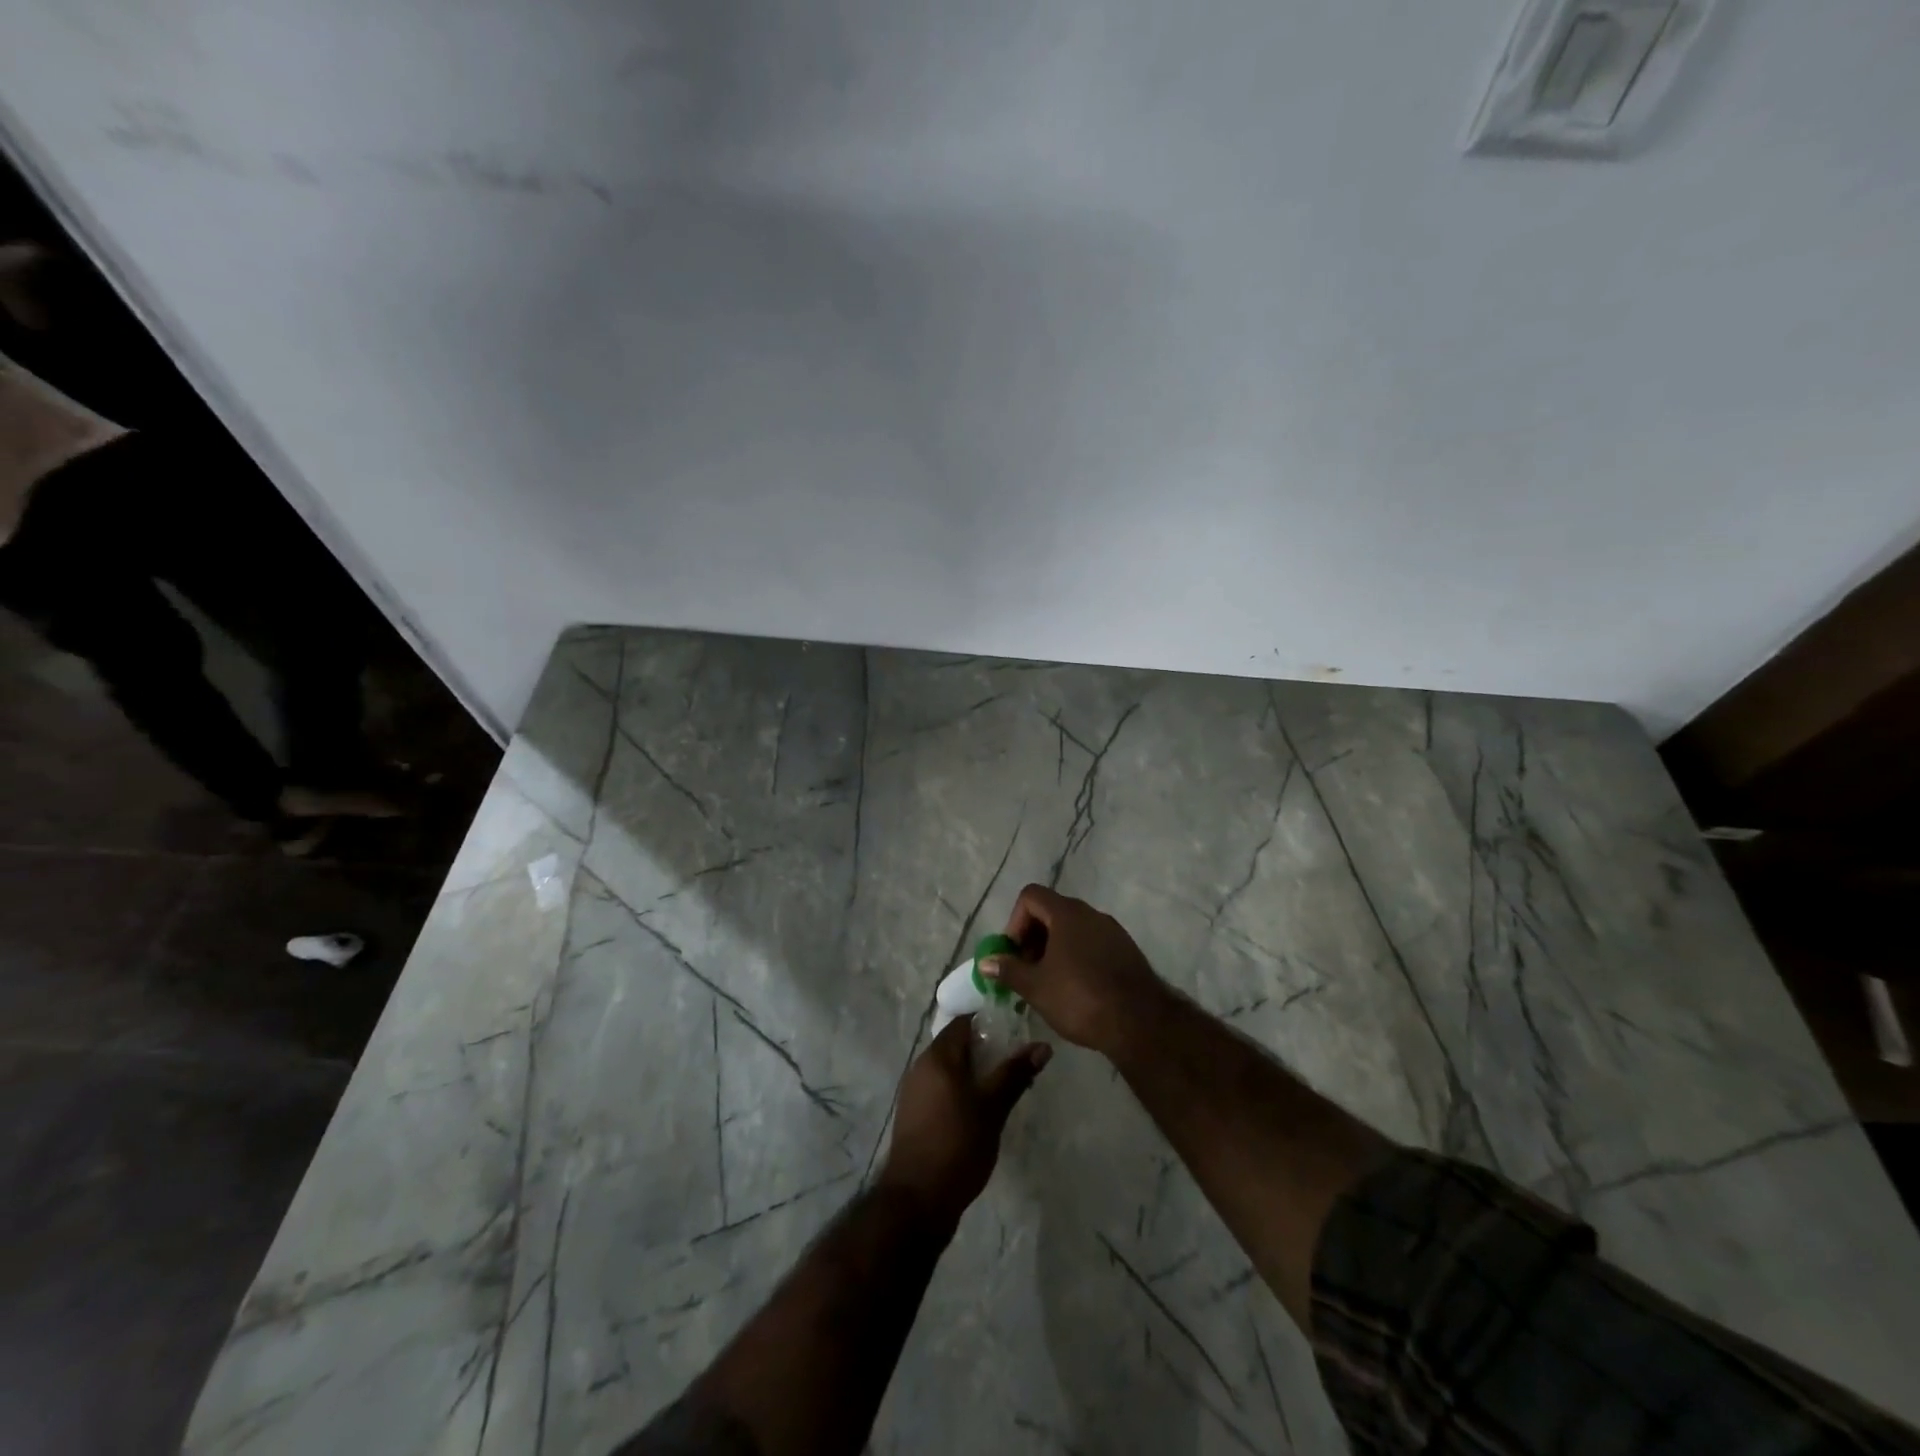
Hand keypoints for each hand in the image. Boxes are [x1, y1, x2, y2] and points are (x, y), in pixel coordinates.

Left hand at [877, 1018, 1049, 1231]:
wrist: (918, 1199)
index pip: (964, 1022)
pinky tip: (981, 1110)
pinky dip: (961, 1090)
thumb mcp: (993, 1108)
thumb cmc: (957, 1144)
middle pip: (956, 1045)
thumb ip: (1015, 1073)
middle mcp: (921, 1066)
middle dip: (986, 1050)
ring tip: (1004, 1086)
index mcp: (938, 1056)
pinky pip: (941, 1088)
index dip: (990, 1023)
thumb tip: (1043, 1046)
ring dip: (974, 1072)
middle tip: (1016, 1061)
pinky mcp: (914, 1115)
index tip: (1016, 1030)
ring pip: (949, 1069)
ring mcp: (914, 1091)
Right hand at [980, 885, 1171, 1057]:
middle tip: (1026, 971)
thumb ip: (1008, 970)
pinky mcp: (1127, 951)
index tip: (1014, 953)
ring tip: (1048, 984)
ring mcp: (1113, 932)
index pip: (1031, 896)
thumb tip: (985, 962)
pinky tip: (1076, 990)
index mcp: (1067, 914)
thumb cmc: (1080, 998)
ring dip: (1054, 949)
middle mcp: (1091, 914)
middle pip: (1051, 912)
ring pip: (1073, 930)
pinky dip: (1077, 957)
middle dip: (1032, 938)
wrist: (1141, 1022)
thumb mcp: (1036, 987)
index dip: (1015, 921)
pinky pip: (1092, 944)